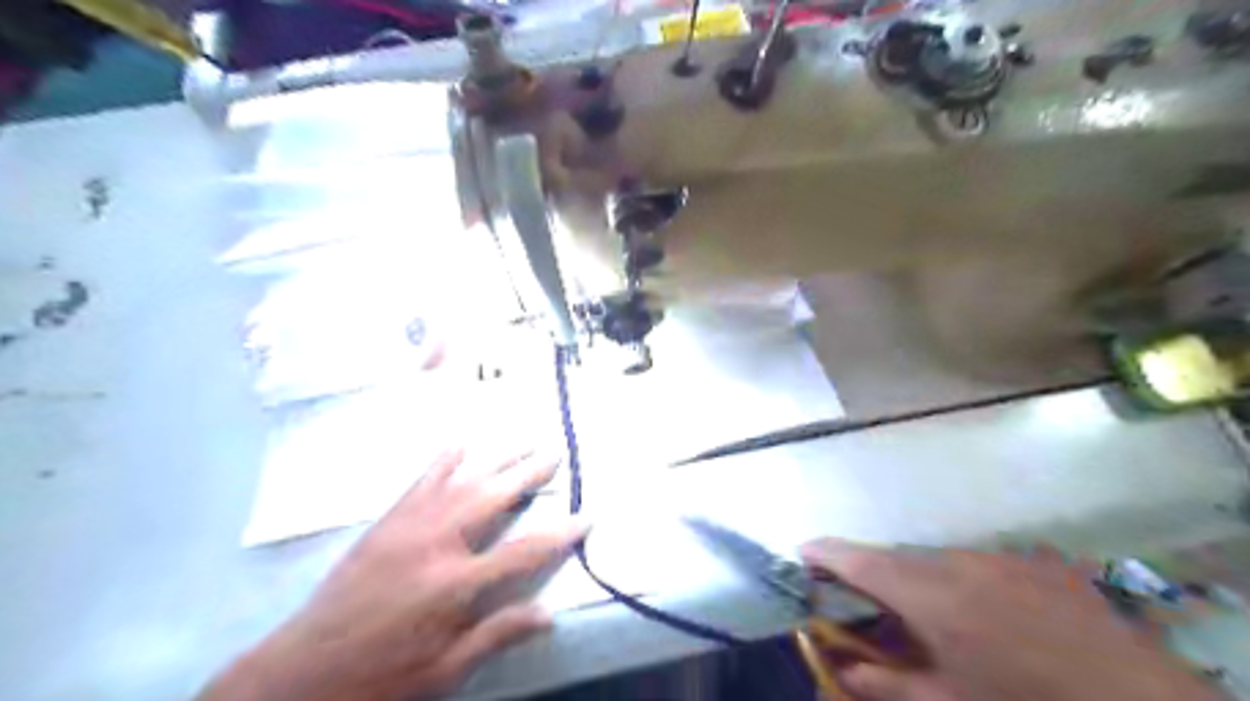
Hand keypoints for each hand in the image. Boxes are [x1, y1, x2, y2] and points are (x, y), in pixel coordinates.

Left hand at [201, 448, 590, 700]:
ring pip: (462, 482)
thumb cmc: (380, 677)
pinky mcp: (387, 522)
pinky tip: (460, 445)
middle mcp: (436, 544)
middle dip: (529, 475)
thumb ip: (497, 634)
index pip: (523, 552)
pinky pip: (421, 482)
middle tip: (554, 453)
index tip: (585, 517)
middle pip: (494, 499)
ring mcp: (408, 526)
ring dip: (496, 459)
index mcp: (455, 585)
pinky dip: (443, 461)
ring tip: (522, 441)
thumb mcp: (444, 670)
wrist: (300, 673)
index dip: (559, 535)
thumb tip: (549, 615)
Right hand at [801, 543, 1222, 699]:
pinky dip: (965, 581)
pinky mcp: (1033, 560)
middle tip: (869, 601)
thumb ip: (887, 685)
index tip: (802, 550)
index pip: (859, 560)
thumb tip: (842, 670)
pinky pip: (980, 563)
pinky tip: (991, 616)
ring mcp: (997, 556)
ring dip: (922, 580)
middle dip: (875, 574)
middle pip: (896, 559)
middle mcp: (956, 562)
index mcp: (929, 595)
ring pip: (937, 559)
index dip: (826, 552)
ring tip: (939, 617)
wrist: (1136, 699)